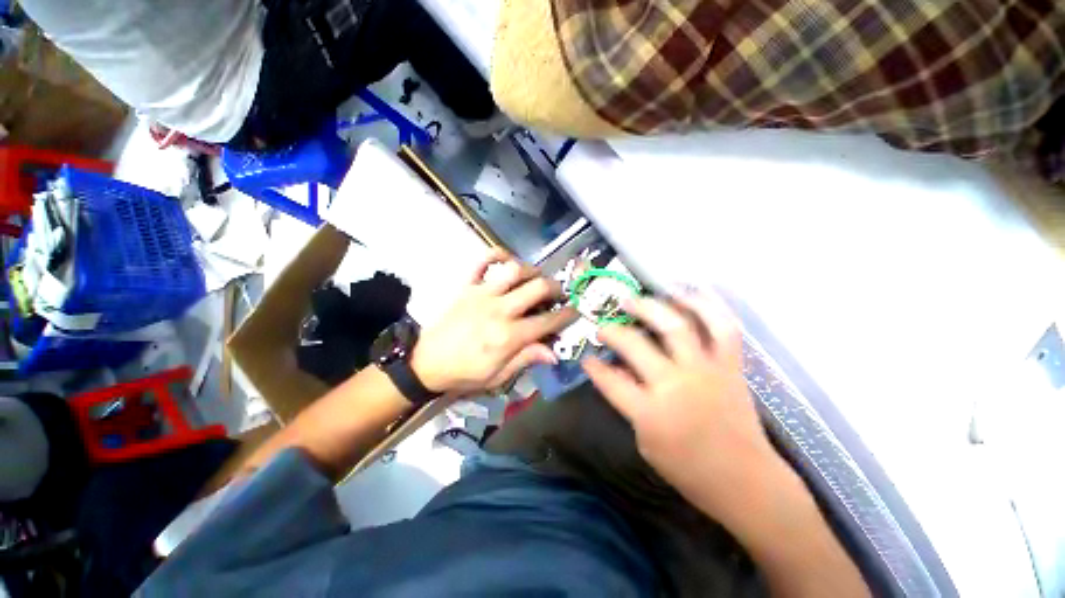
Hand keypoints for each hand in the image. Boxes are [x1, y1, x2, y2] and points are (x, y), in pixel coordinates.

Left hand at [411, 250, 576, 396]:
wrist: (425, 363)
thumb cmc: (464, 373)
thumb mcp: (498, 377)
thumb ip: (526, 359)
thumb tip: (554, 353)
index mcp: (508, 336)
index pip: (547, 321)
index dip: (566, 315)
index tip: (574, 311)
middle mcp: (499, 309)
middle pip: (537, 288)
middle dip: (555, 288)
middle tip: (558, 294)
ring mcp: (482, 294)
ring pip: (514, 270)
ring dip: (531, 270)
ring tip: (536, 278)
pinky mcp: (467, 286)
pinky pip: (482, 261)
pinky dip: (497, 253)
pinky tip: (507, 259)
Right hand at [583, 289, 782, 527]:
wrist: (746, 481)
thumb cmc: (689, 469)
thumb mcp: (645, 440)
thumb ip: (628, 401)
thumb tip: (614, 370)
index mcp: (651, 412)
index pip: (610, 381)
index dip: (593, 367)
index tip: (586, 357)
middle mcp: (676, 385)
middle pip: (636, 345)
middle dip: (613, 331)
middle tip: (604, 326)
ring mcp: (705, 371)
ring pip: (676, 325)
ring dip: (650, 306)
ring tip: (633, 299)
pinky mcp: (730, 365)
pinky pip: (721, 326)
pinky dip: (705, 304)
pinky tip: (685, 293)